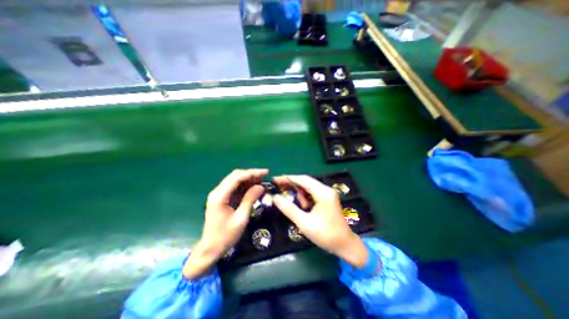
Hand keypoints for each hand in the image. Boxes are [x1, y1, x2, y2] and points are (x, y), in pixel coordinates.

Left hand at [184, 169, 268, 278]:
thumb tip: (261, 186)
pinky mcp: (222, 198)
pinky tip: (254, 187)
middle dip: (251, 174)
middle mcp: (217, 191)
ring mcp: (219, 194)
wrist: (210, 248)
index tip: (265, 172)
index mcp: (220, 196)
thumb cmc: (225, 236)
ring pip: (235, 180)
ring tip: (262, 181)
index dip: (252, 173)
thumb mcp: (241, 218)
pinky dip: (245, 186)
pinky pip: (235, 187)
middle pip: (235, 176)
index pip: (237, 177)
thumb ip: (250, 200)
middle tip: (265, 176)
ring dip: (249, 179)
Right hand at [274, 174, 368, 268]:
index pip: (303, 180)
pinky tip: (306, 207)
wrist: (345, 245)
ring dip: (300, 194)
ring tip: (302, 208)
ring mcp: (328, 192)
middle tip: (279, 188)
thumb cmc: (325, 235)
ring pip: (308, 187)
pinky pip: (312, 192)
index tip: (275, 180)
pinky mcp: (327, 197)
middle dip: (292, 184)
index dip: (288, 178)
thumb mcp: (304, 223)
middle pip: (305, 181)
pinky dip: (305, 197)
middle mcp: (326, 189)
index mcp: (323, 193)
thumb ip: (289, 209)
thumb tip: (275, 197)